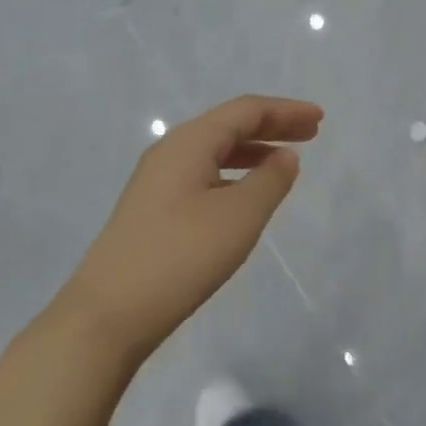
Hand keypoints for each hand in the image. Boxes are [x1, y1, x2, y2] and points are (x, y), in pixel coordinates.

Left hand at [59, 95, 321, 364]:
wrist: (107, 314)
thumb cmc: (180, 257)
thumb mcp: (238, 217)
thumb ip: (269, 181)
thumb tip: (285, 157)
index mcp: (189, 142)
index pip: (245, 111)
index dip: (285, 111)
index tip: (319, 119)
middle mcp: (170, 152)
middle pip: (228, 126)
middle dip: (271, 126)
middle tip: (311, 134)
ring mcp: (156, 181)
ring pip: (214, 151)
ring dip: (252, 151)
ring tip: (284, 162)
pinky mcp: (152, 209)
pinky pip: (202, 174)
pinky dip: (232, 174)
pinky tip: (245, 195)